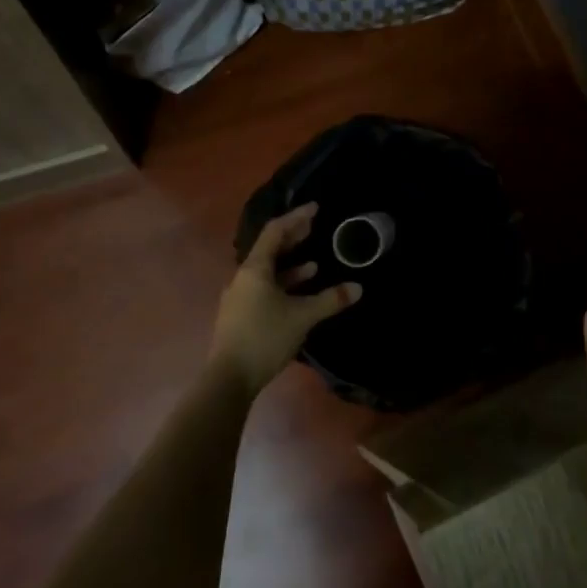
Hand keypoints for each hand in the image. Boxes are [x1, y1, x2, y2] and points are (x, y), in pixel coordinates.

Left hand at [208, 204, 361, 395]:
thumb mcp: (303, 316)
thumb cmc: (265, 337)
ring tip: (314, 264)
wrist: (229, 378)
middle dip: (293, 239)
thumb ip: (330, 300)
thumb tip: (357, 287)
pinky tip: (298, 295)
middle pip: (269, 250)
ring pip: (267, 272)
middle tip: (314, 228)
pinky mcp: (240, 315)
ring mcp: (239, 297)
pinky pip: (264, 289)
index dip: (296, 218)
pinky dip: (283, 285)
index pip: (275, 232)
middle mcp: (243, 278)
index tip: (315, 209)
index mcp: (254, 269)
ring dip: (290, 266)